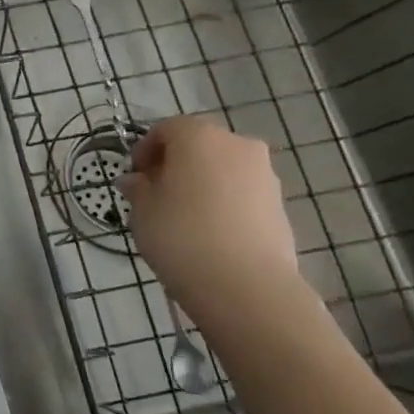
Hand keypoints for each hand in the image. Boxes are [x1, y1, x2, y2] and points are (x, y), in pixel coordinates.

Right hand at [120, 115, 299, 316]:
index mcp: (199, 137)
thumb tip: (137, 181)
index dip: (145, 149)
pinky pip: (241, 191)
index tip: (134, 176)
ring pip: (223, 168)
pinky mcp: (279, 204)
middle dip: (176, 163)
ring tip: (182, 215)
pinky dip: (223, 201)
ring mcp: (264, 174)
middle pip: (199, 144)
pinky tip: (208, 230)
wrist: (244, 284)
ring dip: (201, 182)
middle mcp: (237, 145)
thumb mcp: (142, 211)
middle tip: (156, 193)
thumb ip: (138, 188)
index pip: (166, 128)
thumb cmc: (180, 235)